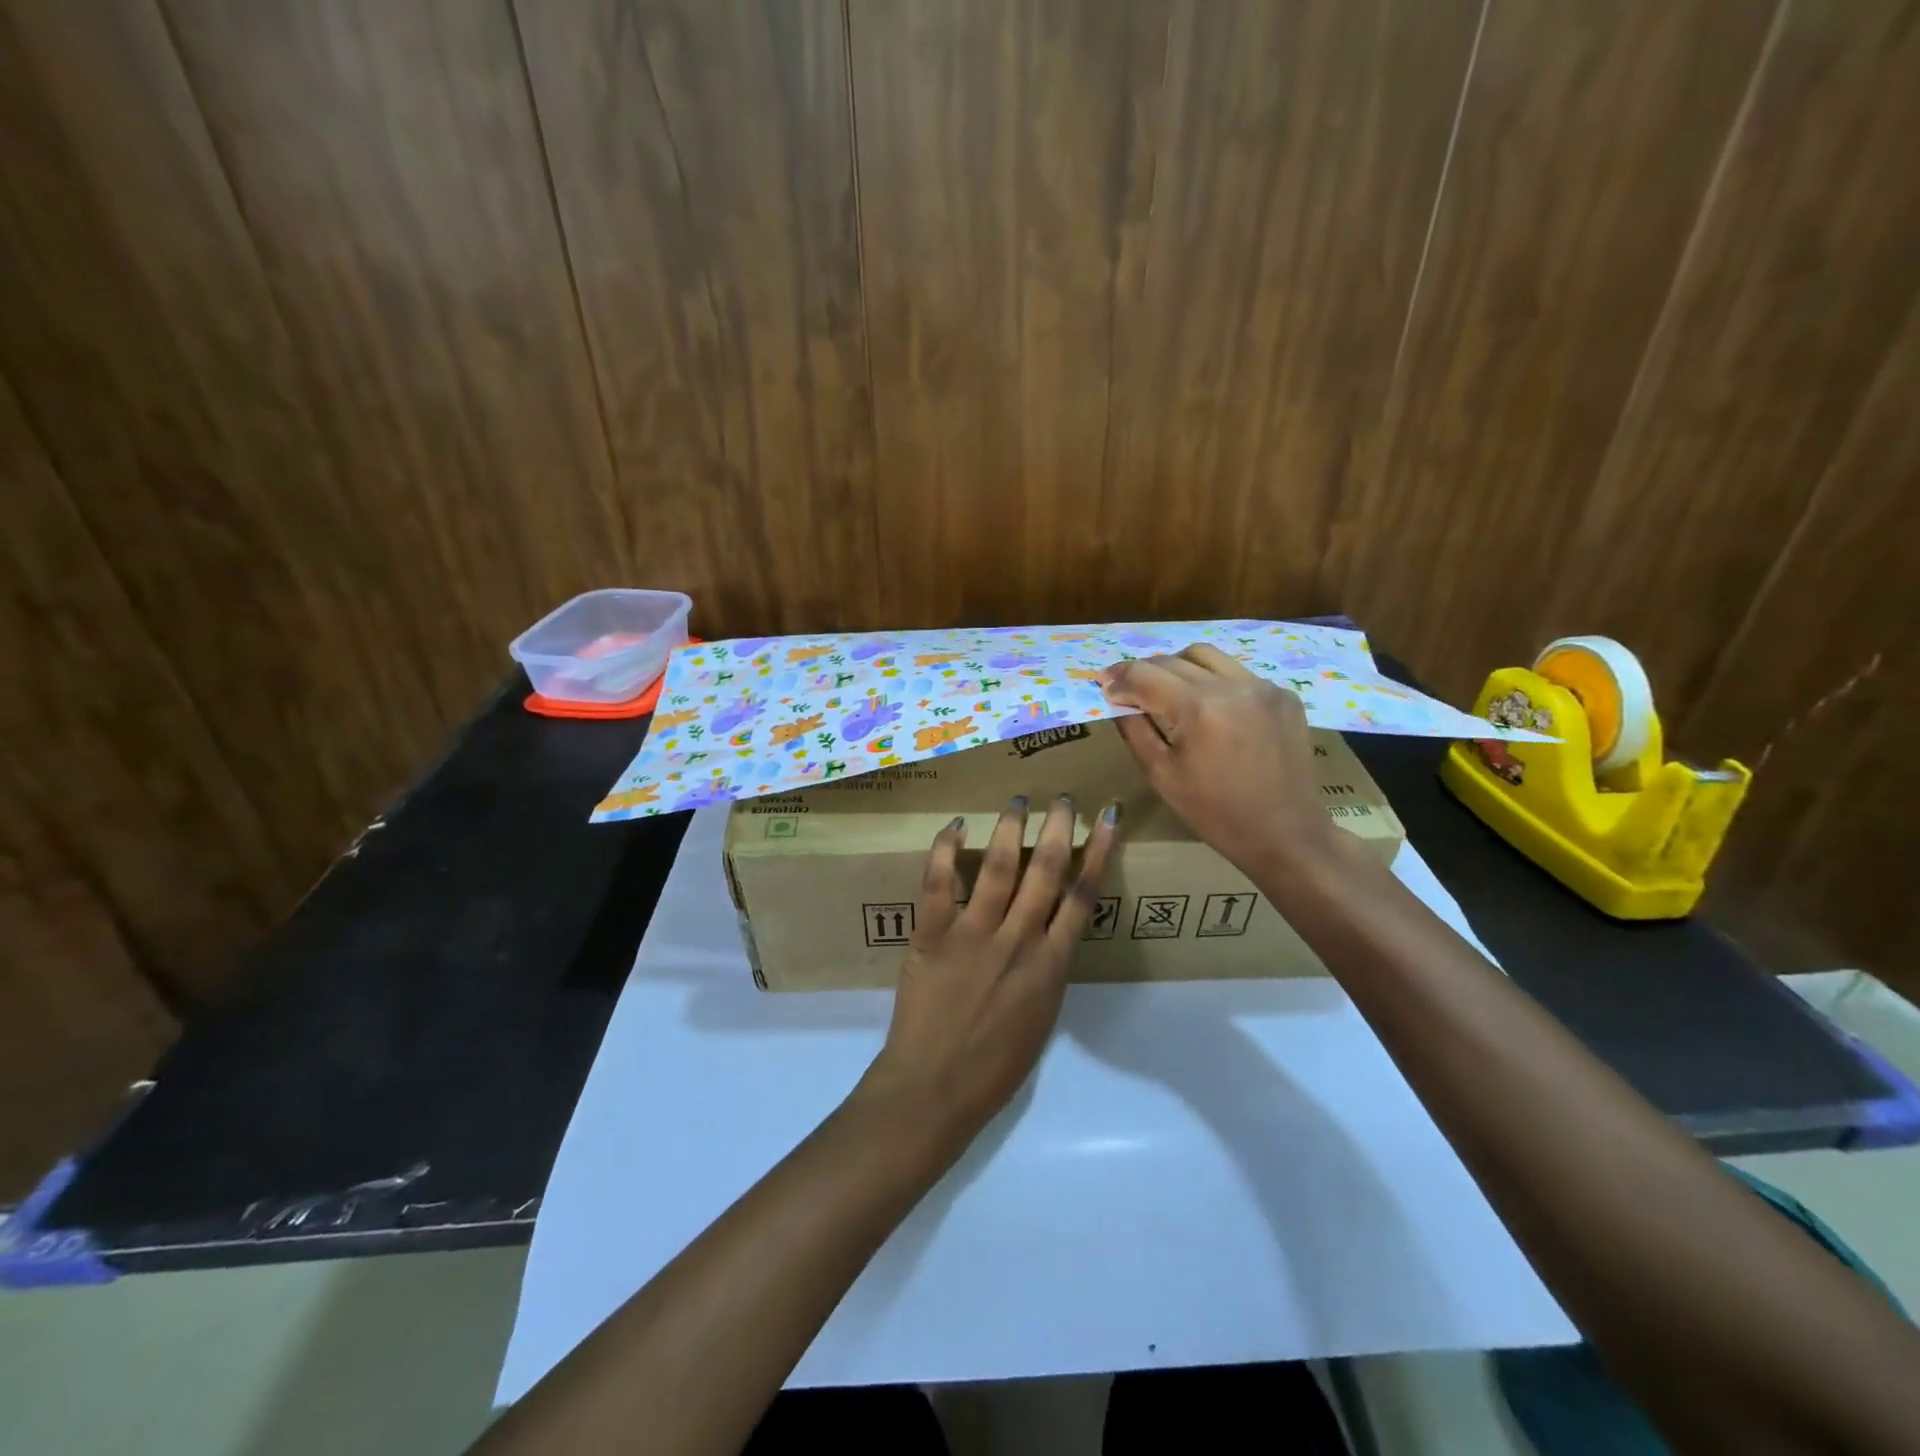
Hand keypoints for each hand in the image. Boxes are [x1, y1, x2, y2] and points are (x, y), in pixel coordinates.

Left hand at [859, 794, 1119, 1149]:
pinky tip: (954, 826)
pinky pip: (940, 883)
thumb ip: (1048, 970)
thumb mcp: (1042, 1018)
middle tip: (1061, 797)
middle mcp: (1019, 940)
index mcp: (1052, 965)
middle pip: (1046, 871)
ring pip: (1000, 868)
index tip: (1106, 818)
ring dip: (1011, 828)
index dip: (1099, 852)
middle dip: (1058, 827)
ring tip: (1018, 799)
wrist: (936, 1089)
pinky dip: (946, 851)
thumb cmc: (994, 1066)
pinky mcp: (933, 936)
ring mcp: (974, 935)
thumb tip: (1051, 931)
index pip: (1083, 895)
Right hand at [1100, 643, 1335, 876]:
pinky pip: (1237, 673)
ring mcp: (1263, 687)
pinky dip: (1213, 680)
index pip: (1145, 674)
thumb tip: (1117, 698)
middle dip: (1143, 671)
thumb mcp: (1161, 775)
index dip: (1118, 678)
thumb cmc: (1215, 813)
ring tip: (1165, 688)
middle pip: (1173, 659)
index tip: (1102, 685)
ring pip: (1207, 656)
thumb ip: (1135, 729)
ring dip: (1177, 666)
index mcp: (1198, 708)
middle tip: (1126, 687)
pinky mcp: (1284, 695)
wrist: (1285, 834)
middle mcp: (1232, 686)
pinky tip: (1208, 706)